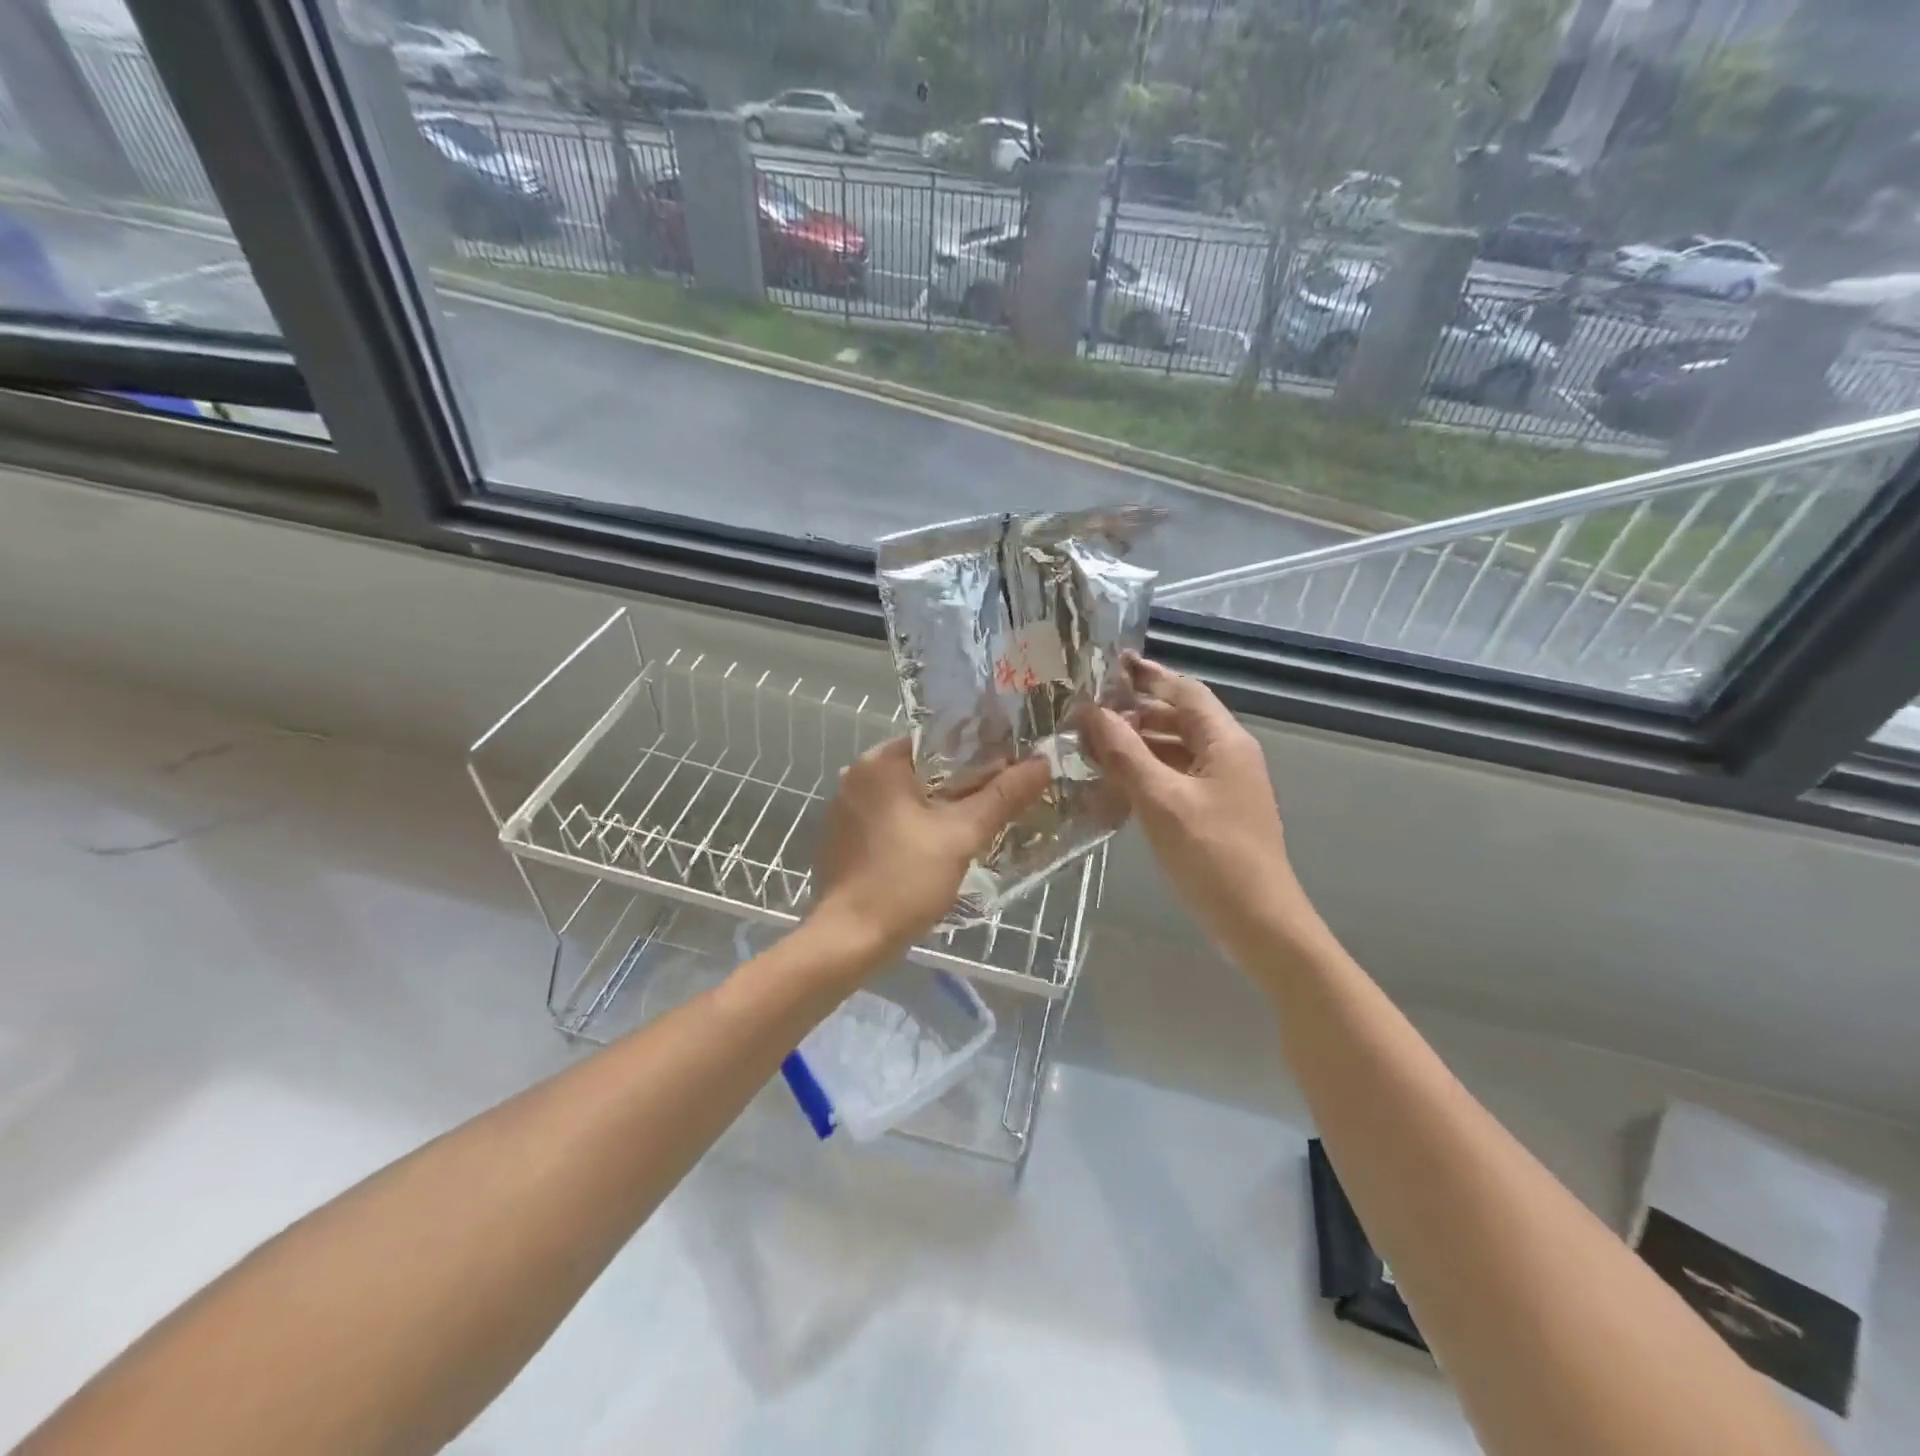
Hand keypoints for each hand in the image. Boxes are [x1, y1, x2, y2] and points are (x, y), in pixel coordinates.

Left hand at [812, 738, 1049, 966]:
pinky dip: (917, 826)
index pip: (940, 740)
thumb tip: (1042, 763)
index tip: (1013, 767)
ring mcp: (846, 808)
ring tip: (983, 821)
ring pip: (909, 796)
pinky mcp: (844, 838)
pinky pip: (891, 819)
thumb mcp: (961, 836)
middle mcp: (857, 776)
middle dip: (965, 783)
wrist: (849, 939)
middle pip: (926, 768)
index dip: (981, 752)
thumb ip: (1002, 796)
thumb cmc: (904, 879)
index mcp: (880, 763)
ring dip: (942, 807)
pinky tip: (942, 846)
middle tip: (1006, 797)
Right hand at [1082, 655, 1315, 959]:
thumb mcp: (1162, 799)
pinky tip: (1113, 785)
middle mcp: (1227, 756)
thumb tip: (1092, 712)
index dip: (1147, 676)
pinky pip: (1174, 780)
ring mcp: (1221, 787)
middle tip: (1085, 713)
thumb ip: (1126, 753)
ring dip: (1136, 746)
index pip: (1184, 691)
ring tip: (1090, 747)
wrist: (1258, 923)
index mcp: (1225, 742)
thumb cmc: (1212, 855)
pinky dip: (1145, 776)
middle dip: (1133, 713)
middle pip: (1177, 719)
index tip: (1108, 665)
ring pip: (1173, 751)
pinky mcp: (1212, 813)